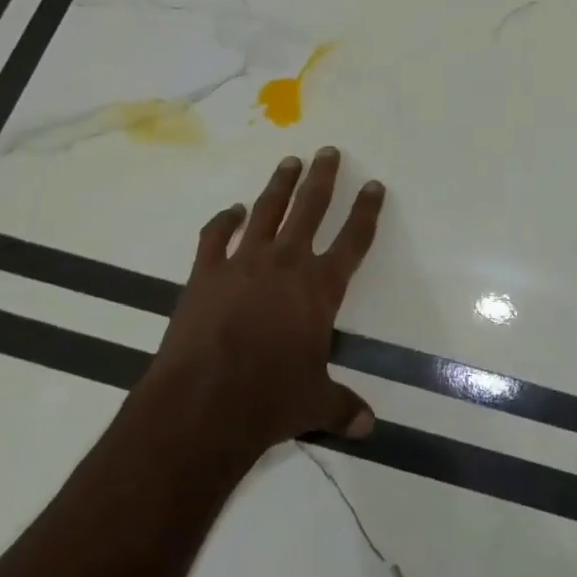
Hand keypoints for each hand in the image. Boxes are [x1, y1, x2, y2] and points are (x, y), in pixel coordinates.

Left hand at [149, 148, 382, 461]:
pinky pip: (215, 236)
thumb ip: (341, 406)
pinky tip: (230, 211)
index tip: (373, 185)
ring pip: (267, 210)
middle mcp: (286, 263)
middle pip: (310, 208)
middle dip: (323, 177)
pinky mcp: (206, 272)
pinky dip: (223, 221)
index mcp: (319, 289)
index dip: (365, 212)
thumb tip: (367, 425)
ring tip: (289, 161)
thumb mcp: (314, 404)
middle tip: (328, 151)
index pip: (353, 241)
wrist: (203, 404)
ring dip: (280, 184)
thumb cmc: (268, 401)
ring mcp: (243, 262)